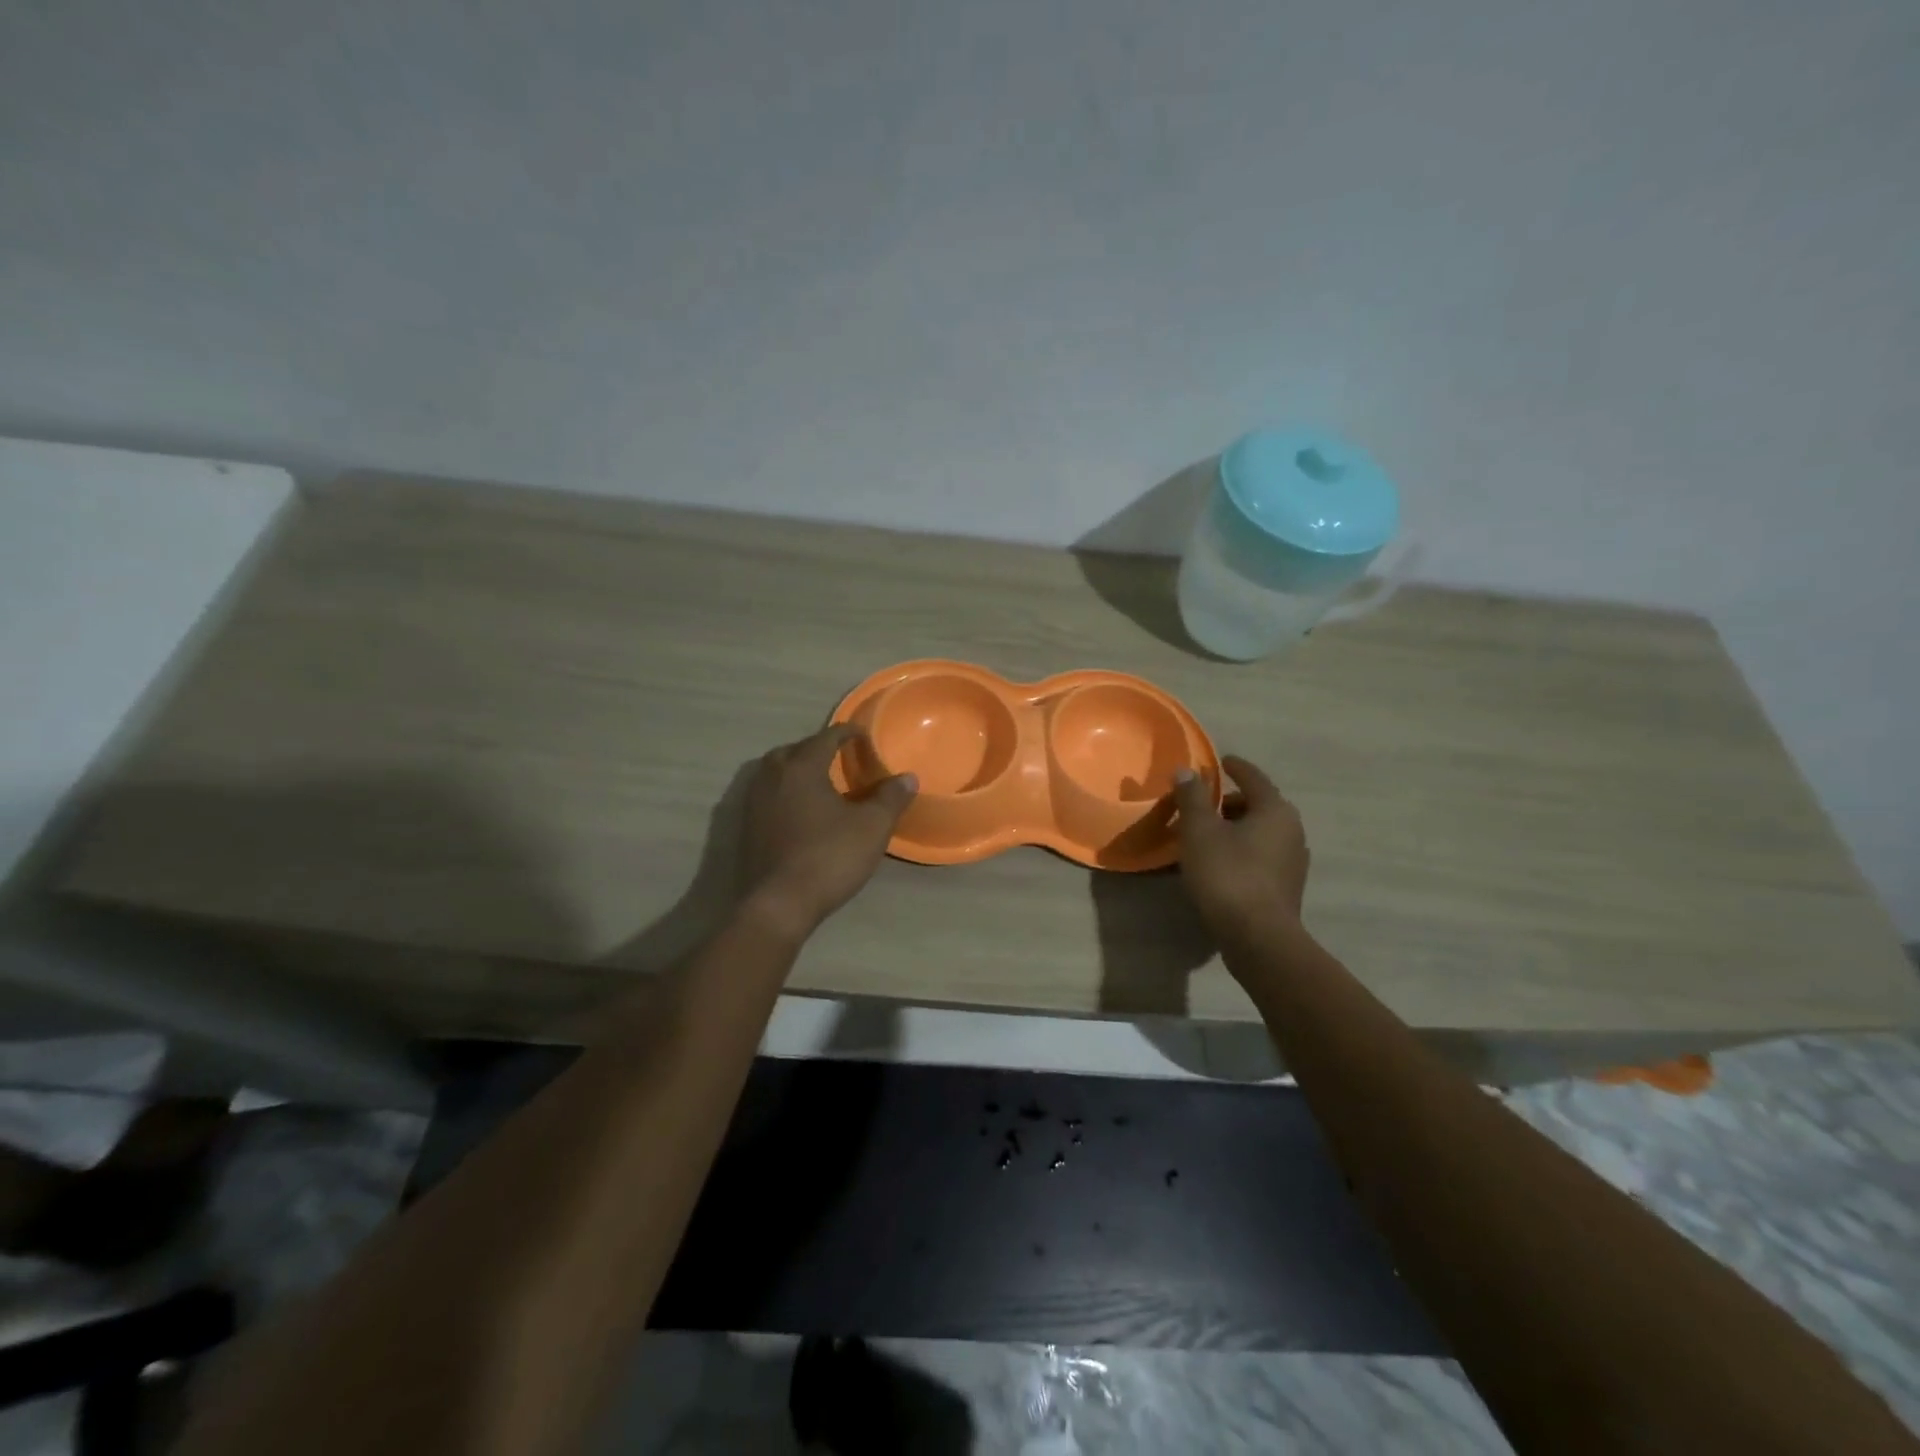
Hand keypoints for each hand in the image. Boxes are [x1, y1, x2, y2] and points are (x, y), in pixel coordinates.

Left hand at [737, 724, 916, 938]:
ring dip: (796, 769)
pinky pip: (767, 795)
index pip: (826, 738)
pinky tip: (800, 811)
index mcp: (801, 767)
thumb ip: (891, 798)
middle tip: (838, 757)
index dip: (846, 733)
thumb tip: (908, 777)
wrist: (778, 904)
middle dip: (816, 748)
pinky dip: (785, 792)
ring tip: (820, 782)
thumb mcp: (871, 827)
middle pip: (794, 750)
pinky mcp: (747, 827)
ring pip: (775, 772)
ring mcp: (754, 802)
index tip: (862, 735)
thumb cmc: (829, 857)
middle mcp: (772, 777)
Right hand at [1172, 755, 1309, 938]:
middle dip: (1230, 802)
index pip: (1254, 777)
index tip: (1220, 762)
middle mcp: (1292, 830)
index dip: (1235, 767)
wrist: (1258, 937)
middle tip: (1201, 806)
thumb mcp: (1199, 831)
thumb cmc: (1227, 874)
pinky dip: (1241, 851)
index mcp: (1275, 810)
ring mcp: (1293, 861)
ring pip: (1260, 833)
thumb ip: (1192, 797)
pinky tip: (1219, 864)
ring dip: (1235, 829)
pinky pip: (1261, 856)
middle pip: (1258, 806)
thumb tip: (1187, 771)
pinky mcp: (1287, 887)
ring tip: (1205, 837)